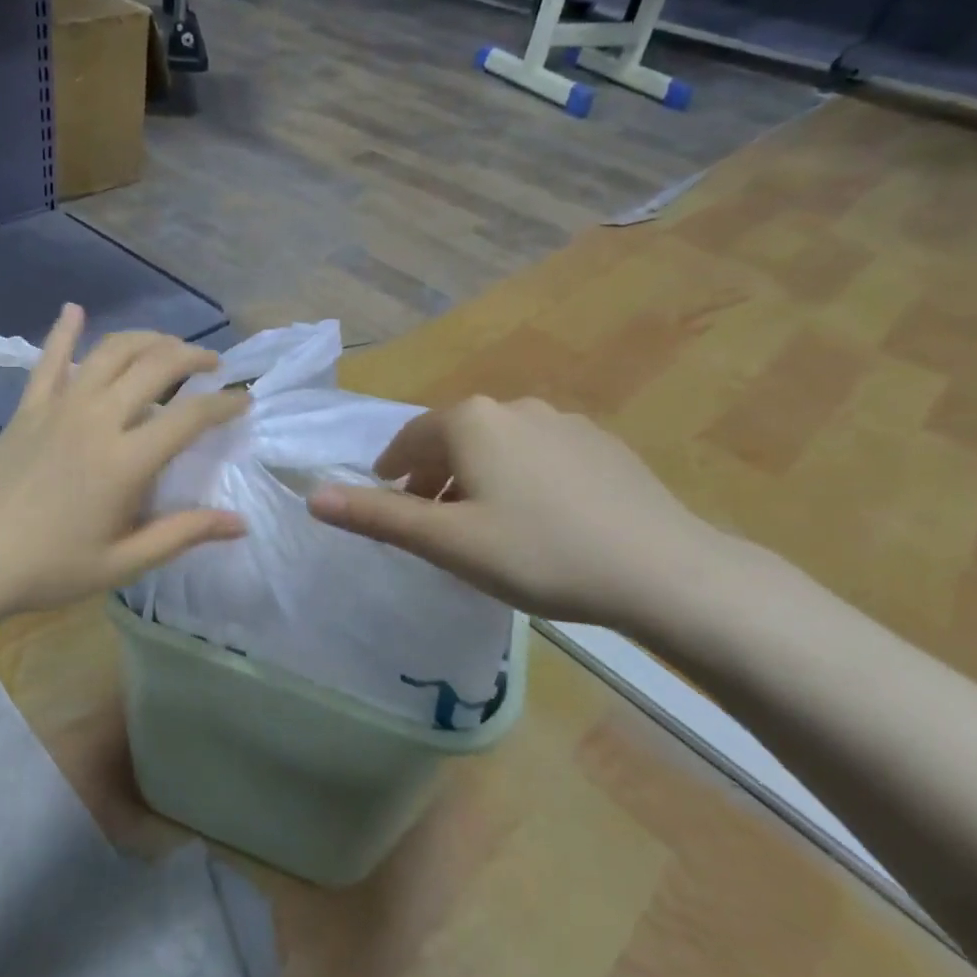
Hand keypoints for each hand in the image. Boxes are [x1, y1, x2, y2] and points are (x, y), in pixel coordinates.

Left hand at [0, 305, 249, 628]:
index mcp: (126, 460)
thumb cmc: (51, 568)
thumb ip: (184, 534)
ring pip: (112, 351)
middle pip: (156, 366)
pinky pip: (50, 359)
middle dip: (193, 357)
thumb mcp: (124, 562)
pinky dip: (65, 331)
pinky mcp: (28, 407)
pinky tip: (75, 310)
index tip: (244, 400)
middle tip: (212, 365)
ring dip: (148, 339)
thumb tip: (240, 523)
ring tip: (168, 346)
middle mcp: (98, 418)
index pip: (190, 416)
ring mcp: (60, 406)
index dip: (225, 404)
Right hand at [307, 395, 734, 632]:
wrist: (663, 570)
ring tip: (484, 525)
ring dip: (477, 477)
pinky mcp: (601, 445)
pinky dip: (521, 479)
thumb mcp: (447, 542)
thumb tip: (313, 497)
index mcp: (470, 421)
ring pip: (498, 446)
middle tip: (431, 523)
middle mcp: (513, 406)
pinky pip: (540, 456)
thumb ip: (378, 516)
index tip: (388, 501)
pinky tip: (540, 520)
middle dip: (434, 476)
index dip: (391, 471)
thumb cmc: (538, 552)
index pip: (409, 439)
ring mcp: (563, 421)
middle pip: (454, 439)